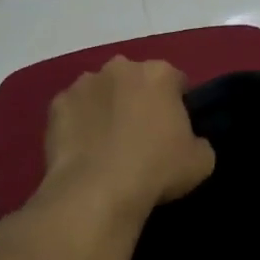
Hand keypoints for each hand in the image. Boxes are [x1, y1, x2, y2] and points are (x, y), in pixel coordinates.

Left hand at [43, 56, 214, 216]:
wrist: (97, 192)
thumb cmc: (157, 170)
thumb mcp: (202, 161)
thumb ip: (199, 142)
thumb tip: (189, 142)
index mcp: (159, 73)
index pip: (176, 80)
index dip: (178, 103)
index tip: (176, 128)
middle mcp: (120, 68)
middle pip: (135, 80)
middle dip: (139, 99)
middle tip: (142, 134)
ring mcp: (83, 84)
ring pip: (101, 91)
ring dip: (106, 107)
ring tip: (108, 143)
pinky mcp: (57, 105)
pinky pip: (73, 110)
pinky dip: (78, 123)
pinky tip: (83, 149)